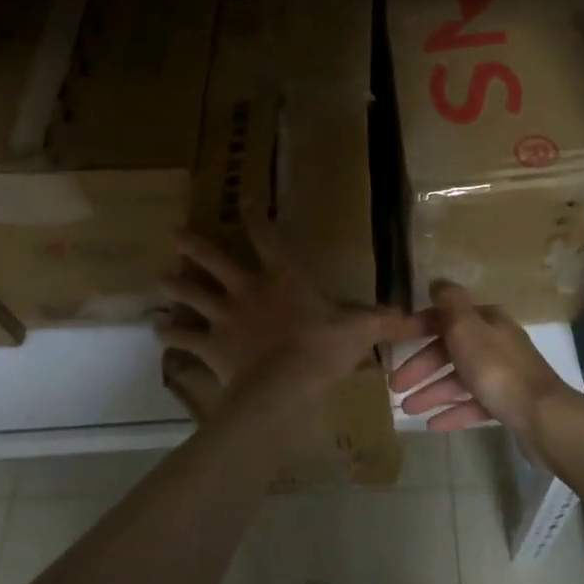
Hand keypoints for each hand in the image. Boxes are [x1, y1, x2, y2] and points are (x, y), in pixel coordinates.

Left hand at [157, 210, 423, 452]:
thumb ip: (386, 321)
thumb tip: (424, 318)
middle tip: (175, 233)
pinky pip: (185, 338)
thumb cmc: (322, 348)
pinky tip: (159, 331)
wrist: (283, 385)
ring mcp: (224, 317)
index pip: (266, 237)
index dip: (254, 216)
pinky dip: (171, 335)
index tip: (243, 198)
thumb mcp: (360, 330)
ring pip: (193, 294)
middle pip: (215, 260)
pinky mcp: (211, 345)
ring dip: (176, 286)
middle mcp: (247, 289)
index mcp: (282, 277)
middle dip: (195, 246)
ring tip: (160, 278)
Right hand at [389, 282, 579, 462]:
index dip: (417, 330)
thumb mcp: (467, 328)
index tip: (393, 347)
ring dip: (432, 393)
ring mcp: (504, 375)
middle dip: (421, 368)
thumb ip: (450, 303)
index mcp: (487, 321)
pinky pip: (474, 404)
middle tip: (395, 386)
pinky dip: (453, 411)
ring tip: (407, 410)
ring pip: (460, 379)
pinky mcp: (508, 403)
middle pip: (450, 351)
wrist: (542, 416)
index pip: (445, 319)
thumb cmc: (497, 368)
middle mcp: (496, 343)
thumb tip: (437, 281)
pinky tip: (432, 424)